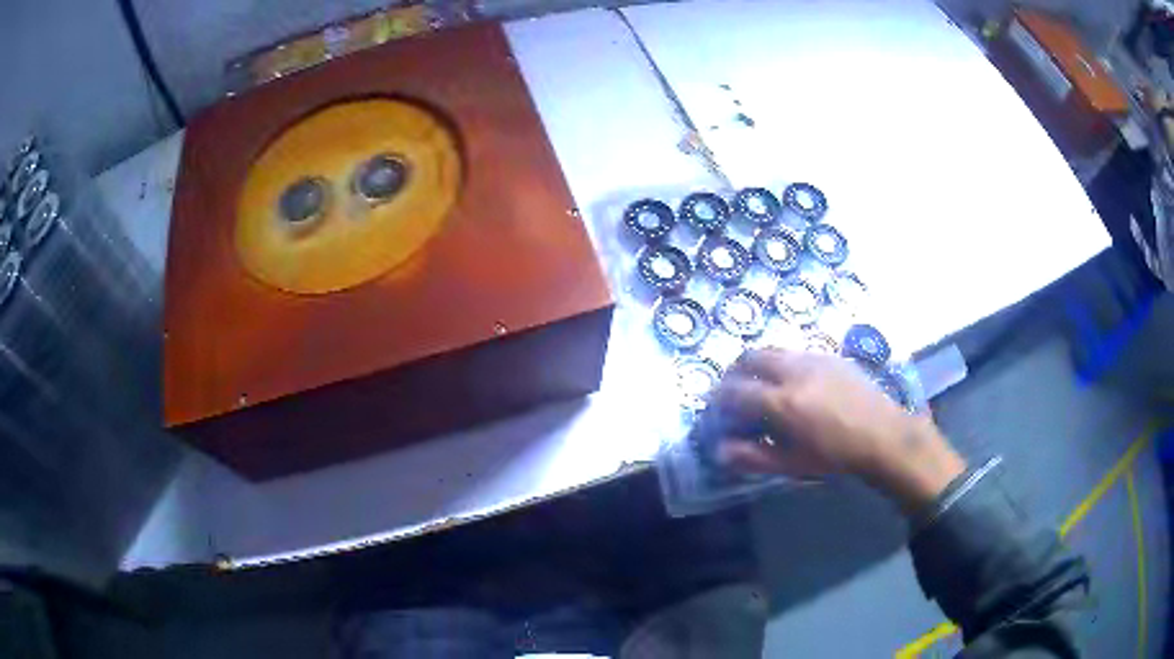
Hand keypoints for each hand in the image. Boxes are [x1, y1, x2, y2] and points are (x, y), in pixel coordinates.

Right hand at [706, 348, 965, 514]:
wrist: (883, 435)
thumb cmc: (835, 456)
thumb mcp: (791, 464)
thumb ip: (752, 457)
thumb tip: (720, 450)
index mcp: (782, 402)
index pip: (735, 391)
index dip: (718, 399)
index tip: (714, 409)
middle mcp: (793, 371)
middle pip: (749, 357)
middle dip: (733, 372)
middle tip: (732, 391)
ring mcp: (813, 358)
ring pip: (773, 350)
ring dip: (757, 364)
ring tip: (760, 385)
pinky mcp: (829, 355)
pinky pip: (795, 352)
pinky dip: (781, 363)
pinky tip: (792, 384)